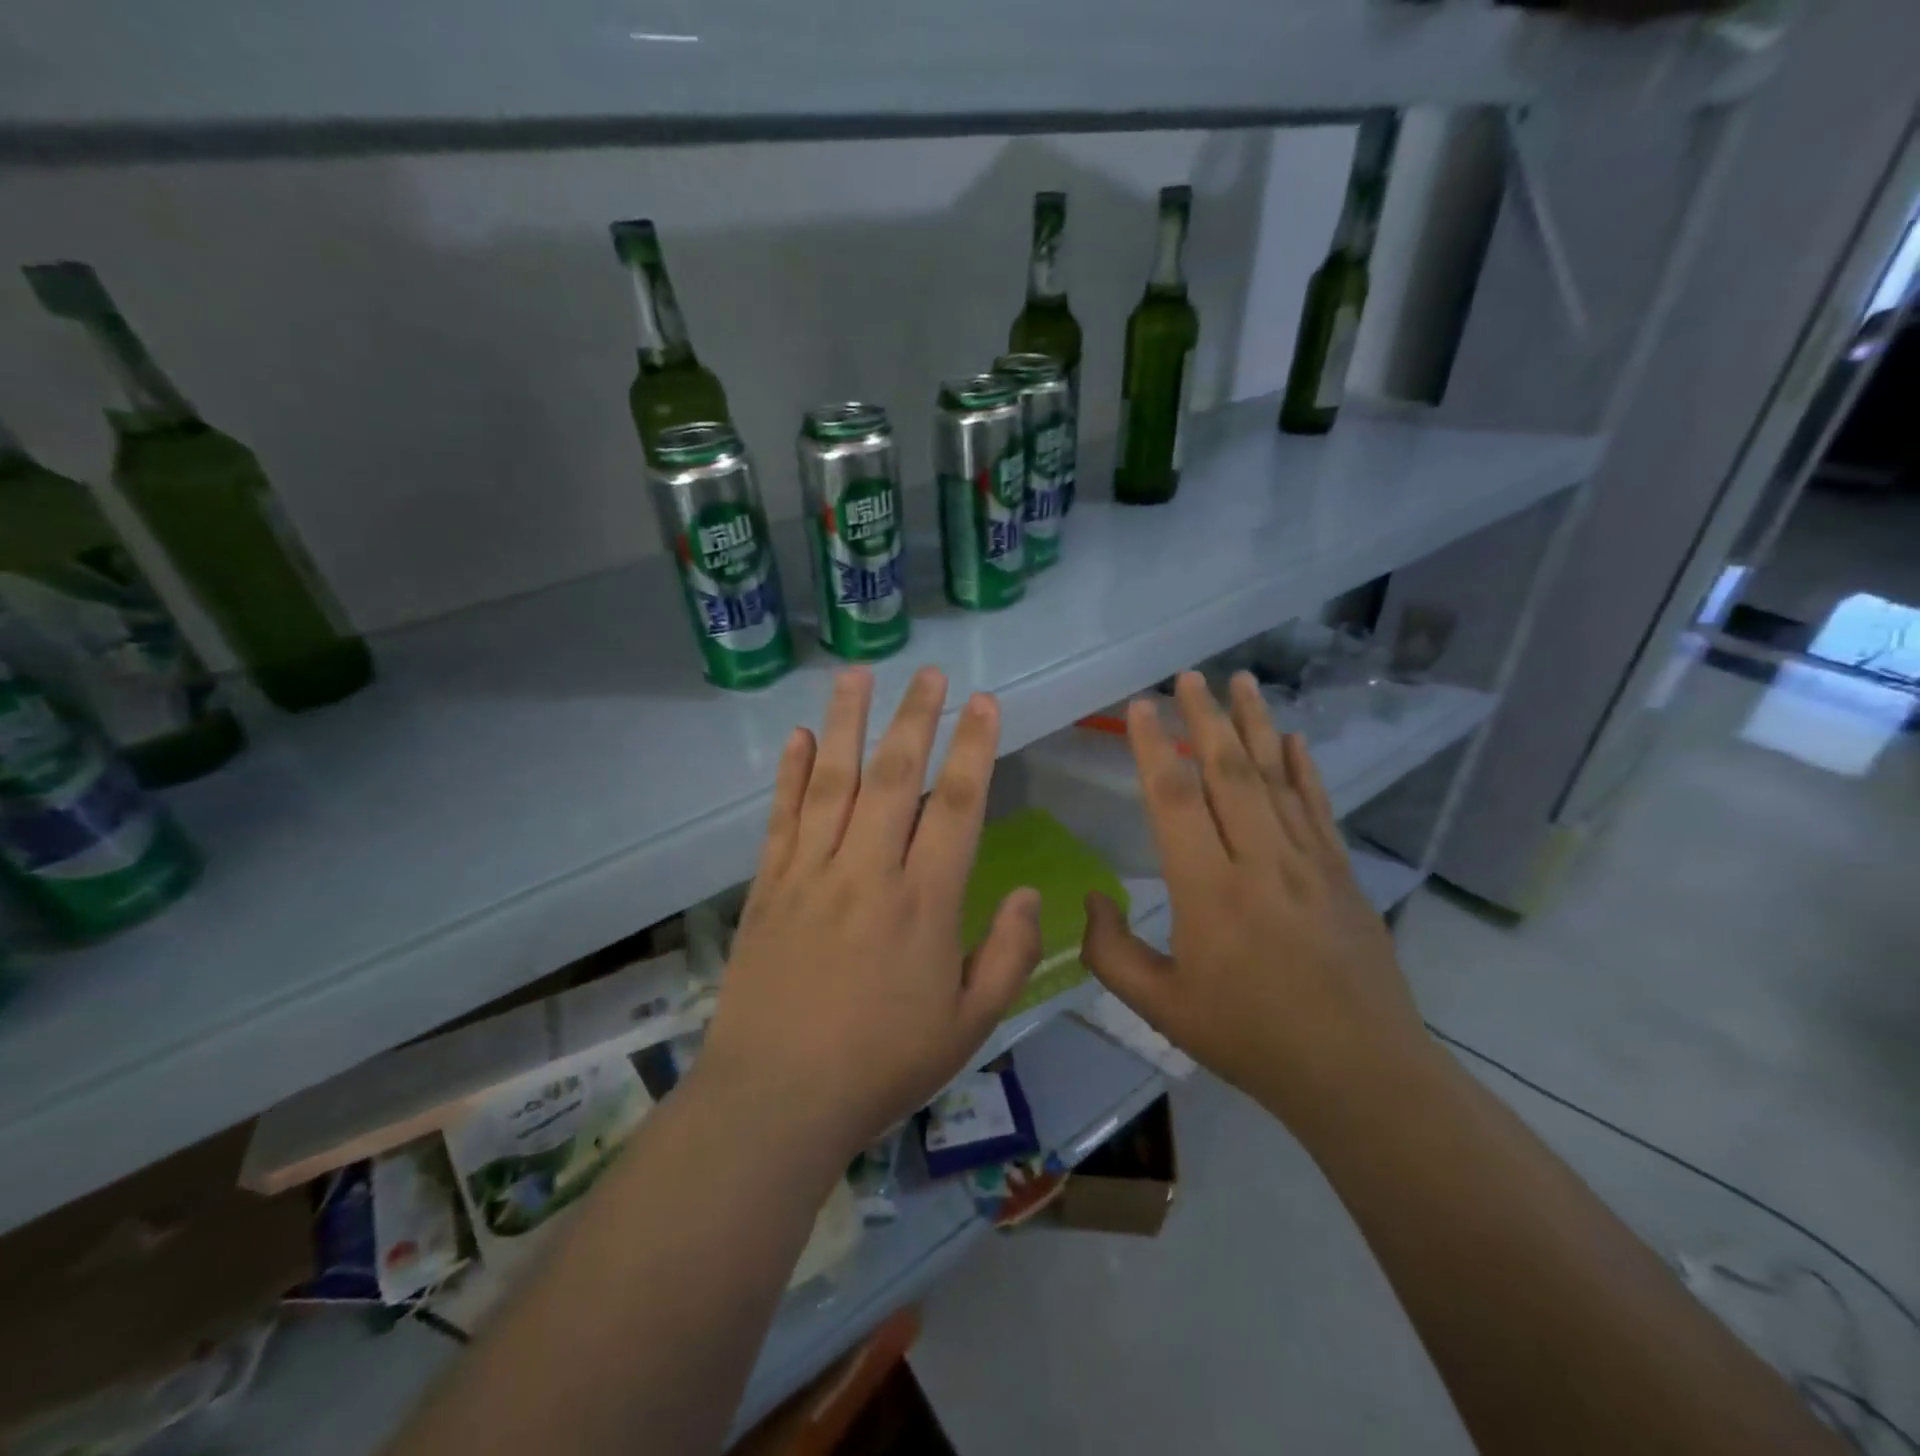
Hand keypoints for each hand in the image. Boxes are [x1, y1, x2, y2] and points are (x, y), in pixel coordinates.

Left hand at [699, 666, 1041, 1161]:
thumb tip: (1033, 893)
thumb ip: (1010, 955)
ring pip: (833, 781)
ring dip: (847, 723)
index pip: (956, 806)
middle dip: (916, 718)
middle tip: (930, 672)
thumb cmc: (882, 1066)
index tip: (985, 703)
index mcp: (924, 902)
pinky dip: (791, 773)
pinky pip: (781, 817)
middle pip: (894, 776)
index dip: (974, 748)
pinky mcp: (768, 886)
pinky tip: (800, 737)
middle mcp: (868, 871)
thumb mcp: (969, 1026)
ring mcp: (811, 873)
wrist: (777, 1100)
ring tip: (858, 674)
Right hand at [1080, 671, 1429, 1123]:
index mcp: (1208, 891)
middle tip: (1188, 676)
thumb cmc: (1250, 1038)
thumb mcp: (1161, 1007)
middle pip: (1227, 772)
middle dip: (1204, 717)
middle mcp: (1259, 861)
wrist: (1359, 1073)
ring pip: (1275, 777)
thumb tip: (1092, 897)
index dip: (1152, 747)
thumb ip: (1111, 951)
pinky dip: (1304, 767)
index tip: (1141, 706)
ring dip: (1255, 724)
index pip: (1175, 799)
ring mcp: (1308, 862)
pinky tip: (1295, 738)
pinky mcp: (1342, 872)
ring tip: (1241, 680)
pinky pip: (1317, 806)